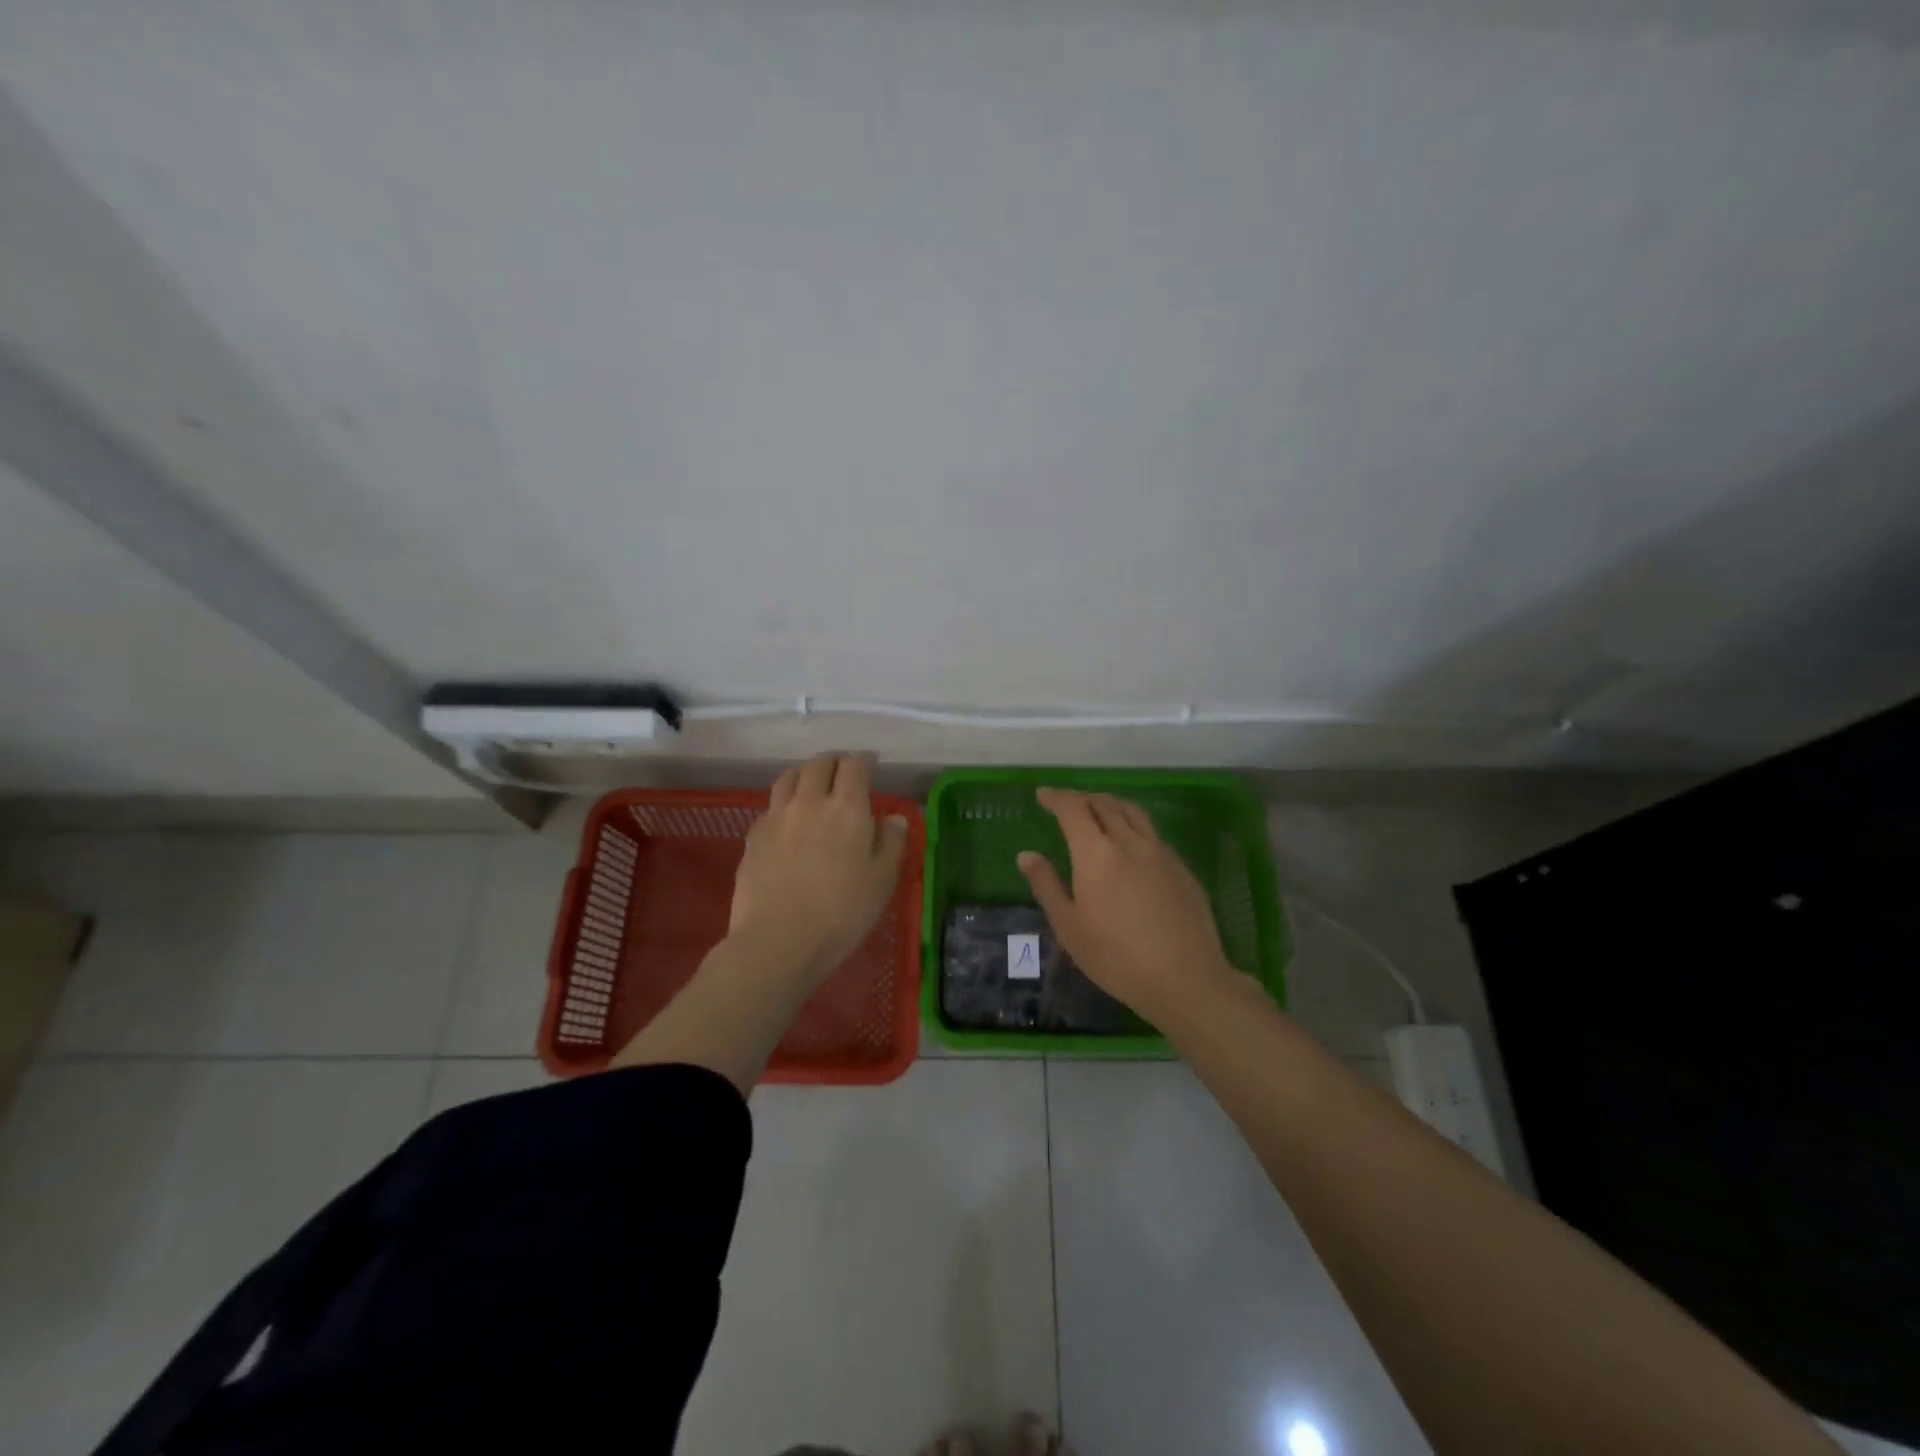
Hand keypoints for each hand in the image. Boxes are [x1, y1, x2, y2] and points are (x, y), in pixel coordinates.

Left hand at [729, 753, 909, 983]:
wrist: (777, 942)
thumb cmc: (841, 913)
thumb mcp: (882, 881)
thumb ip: (891, 843)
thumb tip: (893, 818)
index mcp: (847, 809)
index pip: (854, 766)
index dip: (864, 760)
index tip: (871, 764)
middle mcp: (810, 802)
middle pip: (818, 764)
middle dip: (833, 761)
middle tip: (843, 771)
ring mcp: (777, 817)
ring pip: (789, 777)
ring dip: (804, 773)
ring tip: (812, 784)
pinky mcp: (753, 836)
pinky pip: (770, 806)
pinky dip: (783, 802)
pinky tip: (788, 820)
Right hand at [1018, 788, 1235, 1019]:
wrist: (1185, 978)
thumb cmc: (1116, 957)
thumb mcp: (1069, 927)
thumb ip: (1046, 885)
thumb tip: (1026, 855)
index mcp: (1096, 852)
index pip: (1073, 809)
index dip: (1056, 798)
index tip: (1043, 795)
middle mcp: (1129, 841)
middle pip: (1104, 804)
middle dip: (1082, 798)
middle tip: (1067, 803)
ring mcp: (1160, 852)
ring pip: (1132, 812)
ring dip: (1110, 803)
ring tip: (1099, 809)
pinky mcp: (1181, 867)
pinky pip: (1152, 832)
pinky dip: (1133, 824)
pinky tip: (1131, 843)